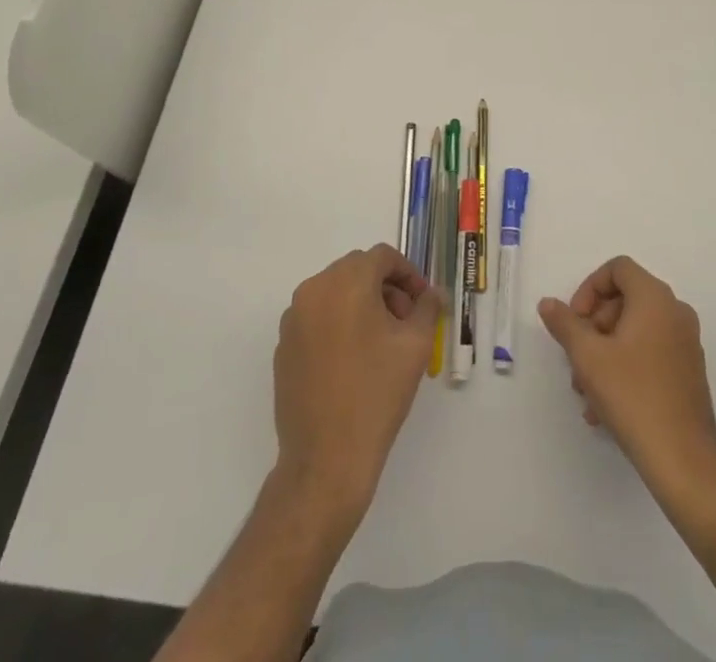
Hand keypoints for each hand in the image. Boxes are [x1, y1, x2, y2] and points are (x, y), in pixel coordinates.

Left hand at [273, 245, 440, 517]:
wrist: (326, 458)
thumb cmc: (377, 393)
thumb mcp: (416, 345)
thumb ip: (428, 307)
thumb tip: (432, 293)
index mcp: (347, 282)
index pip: (382, 257)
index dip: (408, 274)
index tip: (422, 302)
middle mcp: (314, 290)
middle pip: (357, 270)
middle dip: (385, 287)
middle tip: (406, 321)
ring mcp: (293, 319)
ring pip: (335, 292)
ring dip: (362, 303)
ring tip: (382, 342)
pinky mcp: (283, 346)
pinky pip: (317, 317)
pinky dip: (338, 323)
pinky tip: (354, 360)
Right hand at [539, 256, 715, 501]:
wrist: (683, 459)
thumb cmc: (633, 395)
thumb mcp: (588, 356)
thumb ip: (565, 324)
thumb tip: (548, 303)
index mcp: (655, 298)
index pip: (618, 268)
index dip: (589, 288)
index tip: (575, 321)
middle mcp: (675, 312)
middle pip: (624, 300)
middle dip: (593, 327)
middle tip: (577, 359)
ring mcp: (686, 343)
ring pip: (634, 331)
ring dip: (604, 352)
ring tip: (586, 392)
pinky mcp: (688, 372)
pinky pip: (649, 353)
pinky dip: (624, 367)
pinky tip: (605, 407)